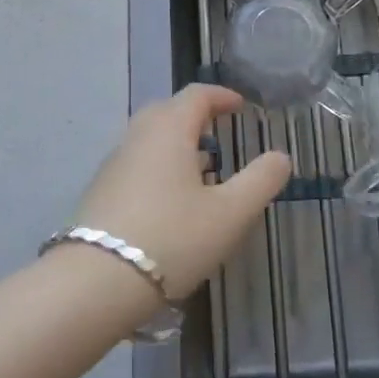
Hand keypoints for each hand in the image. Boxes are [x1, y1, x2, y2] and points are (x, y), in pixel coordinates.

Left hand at [69, 85, 291, 299]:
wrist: (96, 282)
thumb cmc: (172, 239)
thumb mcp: (230, 214)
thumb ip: (260, 181)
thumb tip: (281, 156)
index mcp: (169, 129)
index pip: (196, 95)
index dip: (221, 96)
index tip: (240, 105)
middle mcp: (137, 136)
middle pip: (167, 110)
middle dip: (194, 115)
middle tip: (218, 131)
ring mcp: (114, 163)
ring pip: (148, 138)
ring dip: (175, 142)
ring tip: (200, 169)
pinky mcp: (101, 191)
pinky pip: (136, 162)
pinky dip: (158, 165)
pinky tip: (170, 200)